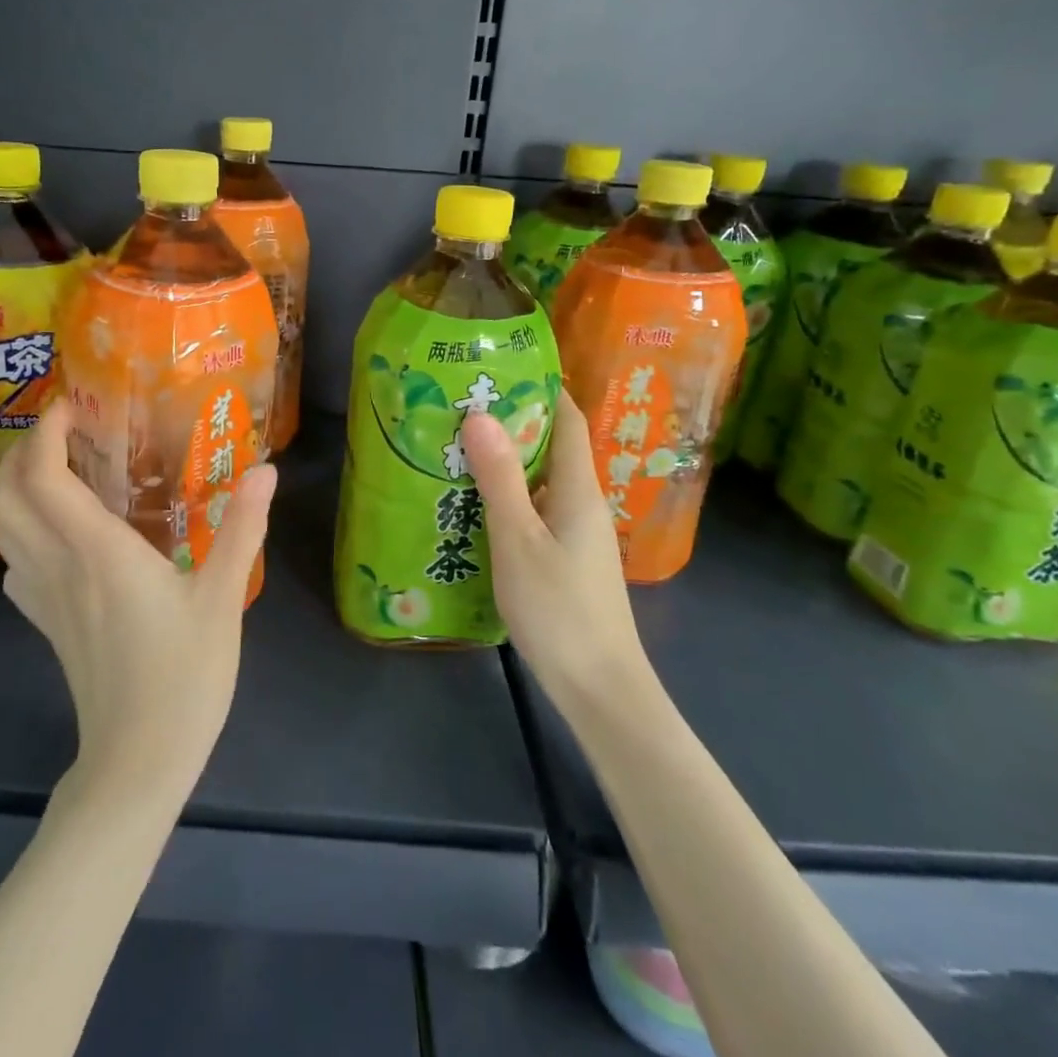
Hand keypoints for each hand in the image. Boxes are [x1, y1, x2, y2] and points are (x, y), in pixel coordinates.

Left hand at [0, 400, 277, 805]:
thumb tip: (267, 470)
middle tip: (65, 432)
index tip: (71, 405)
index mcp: (97, 551)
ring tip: (62, 469)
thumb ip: (243, 528)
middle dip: (23, 451)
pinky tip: (61, 533)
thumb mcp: (223, 597)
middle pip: (6, 496)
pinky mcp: (45, 622)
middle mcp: (59, 565)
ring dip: (18, 488)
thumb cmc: (184, 675)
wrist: (139, 760)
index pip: (44, 476)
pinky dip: (23, 531)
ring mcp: (44, 597)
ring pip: (3, 528)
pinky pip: (15, 563)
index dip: (46, 432)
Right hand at [461, 392, 646, 710]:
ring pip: (541, 479)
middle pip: (552, 445)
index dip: (541, 387)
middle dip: (512, 420)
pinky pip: (536, 509)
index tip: (499, 368)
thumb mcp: (519, 540)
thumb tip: (480, 414)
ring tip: (457, 446)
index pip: (568, 419)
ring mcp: (576, 533)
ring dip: (506, 460)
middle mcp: (582, 502)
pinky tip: (473, 504)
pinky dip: (508, 496)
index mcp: (578, 488)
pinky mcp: (566, 558)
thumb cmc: (560, 609)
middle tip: (460, 405)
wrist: (600, 688)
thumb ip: (500, 478)